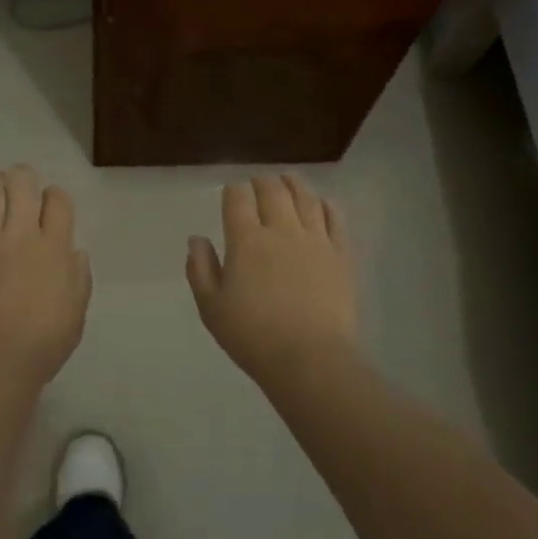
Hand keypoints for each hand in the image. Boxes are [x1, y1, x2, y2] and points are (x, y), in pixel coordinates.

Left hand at [0, 165, 91, 391]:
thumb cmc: (40, 345)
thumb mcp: (75, 314)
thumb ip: (79, 278)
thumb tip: (74, 251)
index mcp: (53, 247)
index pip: (58, 199)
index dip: (55, 198)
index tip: (50, 208)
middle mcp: (18, 233)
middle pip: (21, 181)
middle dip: (22, 180)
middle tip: (19, 192)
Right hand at [186, 174, 359, 384]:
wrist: (310, 359)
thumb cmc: (254, 337)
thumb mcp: (212, 308)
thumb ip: (201, 269)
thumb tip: (196, 239)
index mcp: (246, 240)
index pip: (238, 198)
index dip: (233, 190)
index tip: (231, 193)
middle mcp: (281, 230)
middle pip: (272, 191)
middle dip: (262, 182)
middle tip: (258, 184)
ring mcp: (315, 239)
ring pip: (305, 197)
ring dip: (293, 183)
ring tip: (288, 179)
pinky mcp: (341, 255)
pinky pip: (335, 218)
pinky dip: (326, 204)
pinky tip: (322, 202)